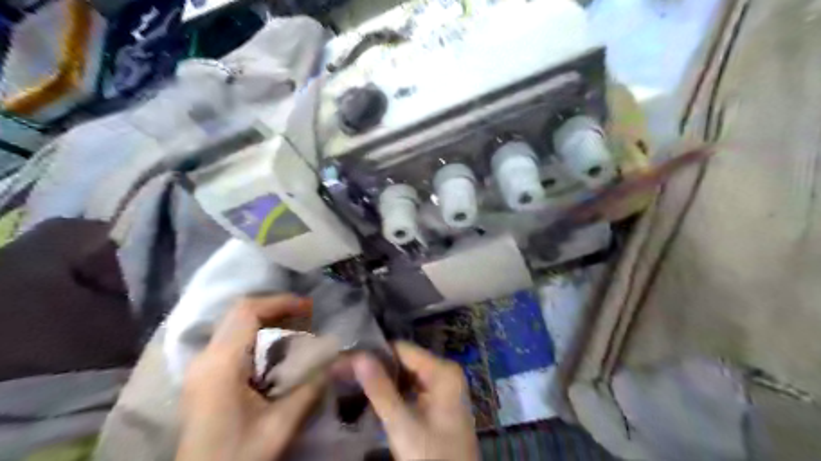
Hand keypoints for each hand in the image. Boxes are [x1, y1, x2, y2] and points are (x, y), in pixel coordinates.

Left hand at [176, 296, 319, 459]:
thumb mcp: (280, 425)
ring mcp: (201, 365)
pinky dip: (258, 334)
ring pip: (235, 323)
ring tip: (297, 328)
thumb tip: (338, 359)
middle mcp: (206, 357)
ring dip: (267, 319)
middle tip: (307, 315)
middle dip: (276, 307)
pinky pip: (232, 339)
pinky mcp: (204, 375)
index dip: (280, 301)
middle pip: (240, 312)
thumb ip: (310, 388)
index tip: (309, 306)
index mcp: (222, 364)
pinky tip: (277, 349)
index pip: (248, 311)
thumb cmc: (237, 455)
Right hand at [354, 341, 482, 459]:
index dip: (373, 354)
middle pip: (405, 360)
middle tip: (346, 375)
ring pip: (407, 374)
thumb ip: (380, 390)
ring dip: (384, 380)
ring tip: (354, 384)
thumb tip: (358, 357)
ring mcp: (444, 386)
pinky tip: (375, 398)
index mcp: (442, 370)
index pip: (401, 349)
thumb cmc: (432, 457)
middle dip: (377, 368)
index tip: (346, 362)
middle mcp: (446, 371)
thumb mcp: (402, 425)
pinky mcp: (440, 401)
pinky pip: (413, 387)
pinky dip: (395, 392)